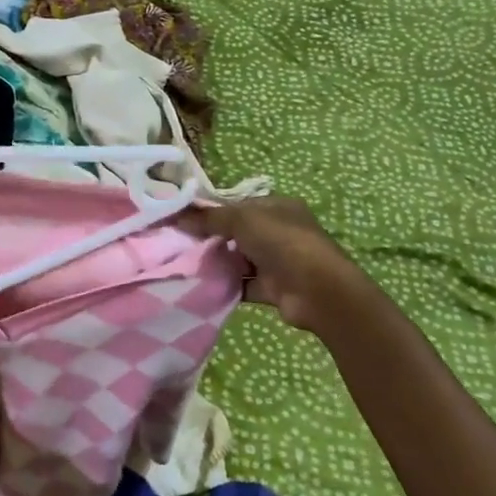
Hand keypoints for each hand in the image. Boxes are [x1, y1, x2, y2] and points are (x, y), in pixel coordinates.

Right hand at [189, 195, 372, 332]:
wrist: (317, 290)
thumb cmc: (282, 242)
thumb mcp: (242, 219)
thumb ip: (210, 218)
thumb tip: (178, 217)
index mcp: (277, 207)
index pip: (239, 205)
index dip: (212, 211)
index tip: (183, 219)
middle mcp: (279, 231)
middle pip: (238, 233)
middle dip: (212, 239)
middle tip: (180, 244)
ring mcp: (278, 261)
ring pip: (240, 260)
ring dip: (218, 264)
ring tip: (186, 266)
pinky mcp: (274, 288)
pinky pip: (244, 285)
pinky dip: (227, 286)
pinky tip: (204, 287)